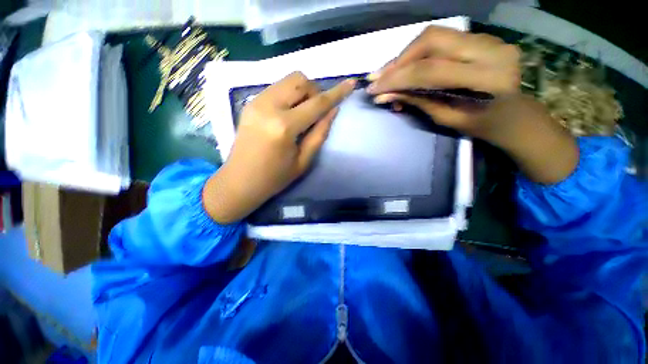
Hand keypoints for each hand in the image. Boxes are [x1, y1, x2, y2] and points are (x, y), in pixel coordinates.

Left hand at [204, 72, 355, 222]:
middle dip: (315, 91)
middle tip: (317, 111)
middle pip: (300, 80)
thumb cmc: (275, 177)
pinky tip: (289, 112)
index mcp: (284, 126)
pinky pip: (277, 88)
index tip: (351, 83)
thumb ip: (319, 134)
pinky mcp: (250, 103)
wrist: (239, 181)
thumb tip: (332, 111)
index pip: (316, 103)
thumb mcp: (303, 161)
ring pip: (287, 80)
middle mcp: (268, 106)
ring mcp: (256, 102)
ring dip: (302, 91)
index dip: (336, 92)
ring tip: (303, 113)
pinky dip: (290, 94)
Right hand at [366, 26, 521, 143]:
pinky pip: (443, 39)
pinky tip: (407, 67)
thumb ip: (417, 101)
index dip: (396, 78)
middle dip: (398, 60)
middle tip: (378, 78)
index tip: (374, 88)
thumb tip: (385, 96)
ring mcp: (488, 38)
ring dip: (406, 55)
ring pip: (435, 36)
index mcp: (484, 78)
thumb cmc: (482, 125)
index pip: (429, 70)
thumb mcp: (446, 118)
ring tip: (388, 74)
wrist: (515, 115)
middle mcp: (489, 49)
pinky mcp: (482, 37)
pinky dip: (419, 53)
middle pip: (431, 40)